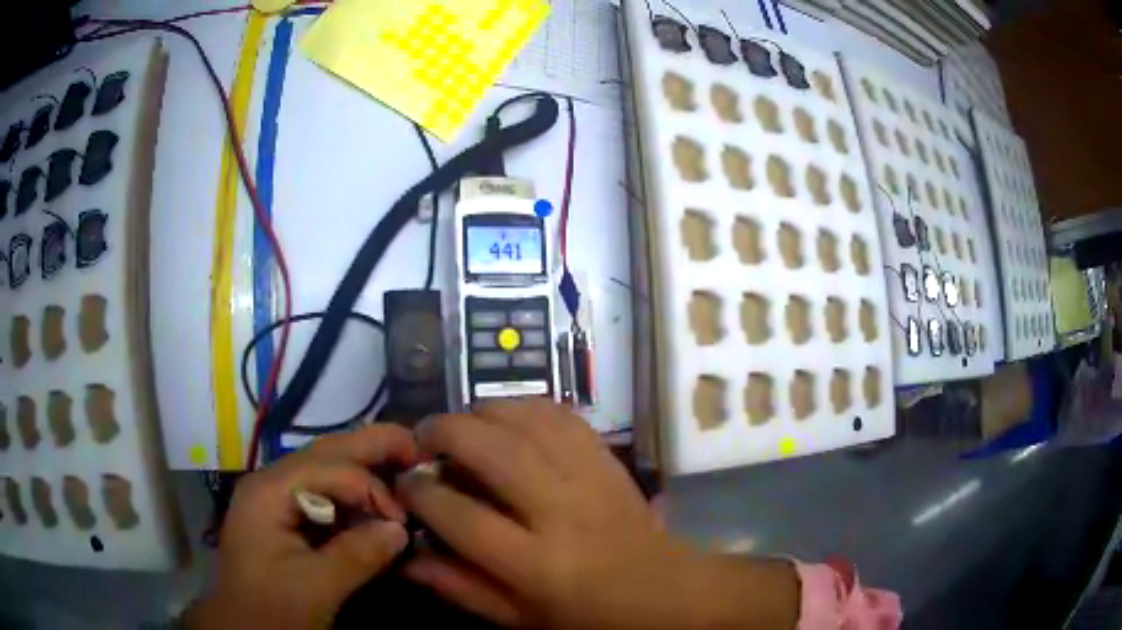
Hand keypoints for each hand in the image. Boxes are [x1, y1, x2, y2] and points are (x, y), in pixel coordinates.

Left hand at [185, 426, 418, 628]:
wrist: (241, 627)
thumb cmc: (271, 608)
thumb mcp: (316, 588)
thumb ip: (357, 555)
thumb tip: (400, 529)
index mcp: (269, 492)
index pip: (329, 469)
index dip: (372, 487)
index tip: (404, 521)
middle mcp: (270, 482)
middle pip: (324, 452)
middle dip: (370, 446)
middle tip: (414, 446)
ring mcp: (274, 497)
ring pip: (323, 468)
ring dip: (361, 468)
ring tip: (400, 465)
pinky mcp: (282, 515)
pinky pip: (320, 493)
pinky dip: (349, 495)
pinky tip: (371, 503)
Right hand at [396, 400, 798, 628]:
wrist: (662, 589)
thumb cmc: (585, 614)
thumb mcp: (518, 618)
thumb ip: (460, 588)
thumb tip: (407, 557)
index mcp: (536, 564)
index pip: (462, 517)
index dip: (422, 493)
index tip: (404, 483)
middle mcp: (562, 512)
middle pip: (494, 452)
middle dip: (445, 433)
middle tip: (422, 438)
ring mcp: (590, 478)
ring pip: (528, 421)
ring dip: (482, 412)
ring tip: (460, 424)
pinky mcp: (607, 458)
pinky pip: (561, 415)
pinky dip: (524, 406)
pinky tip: (506, 417)